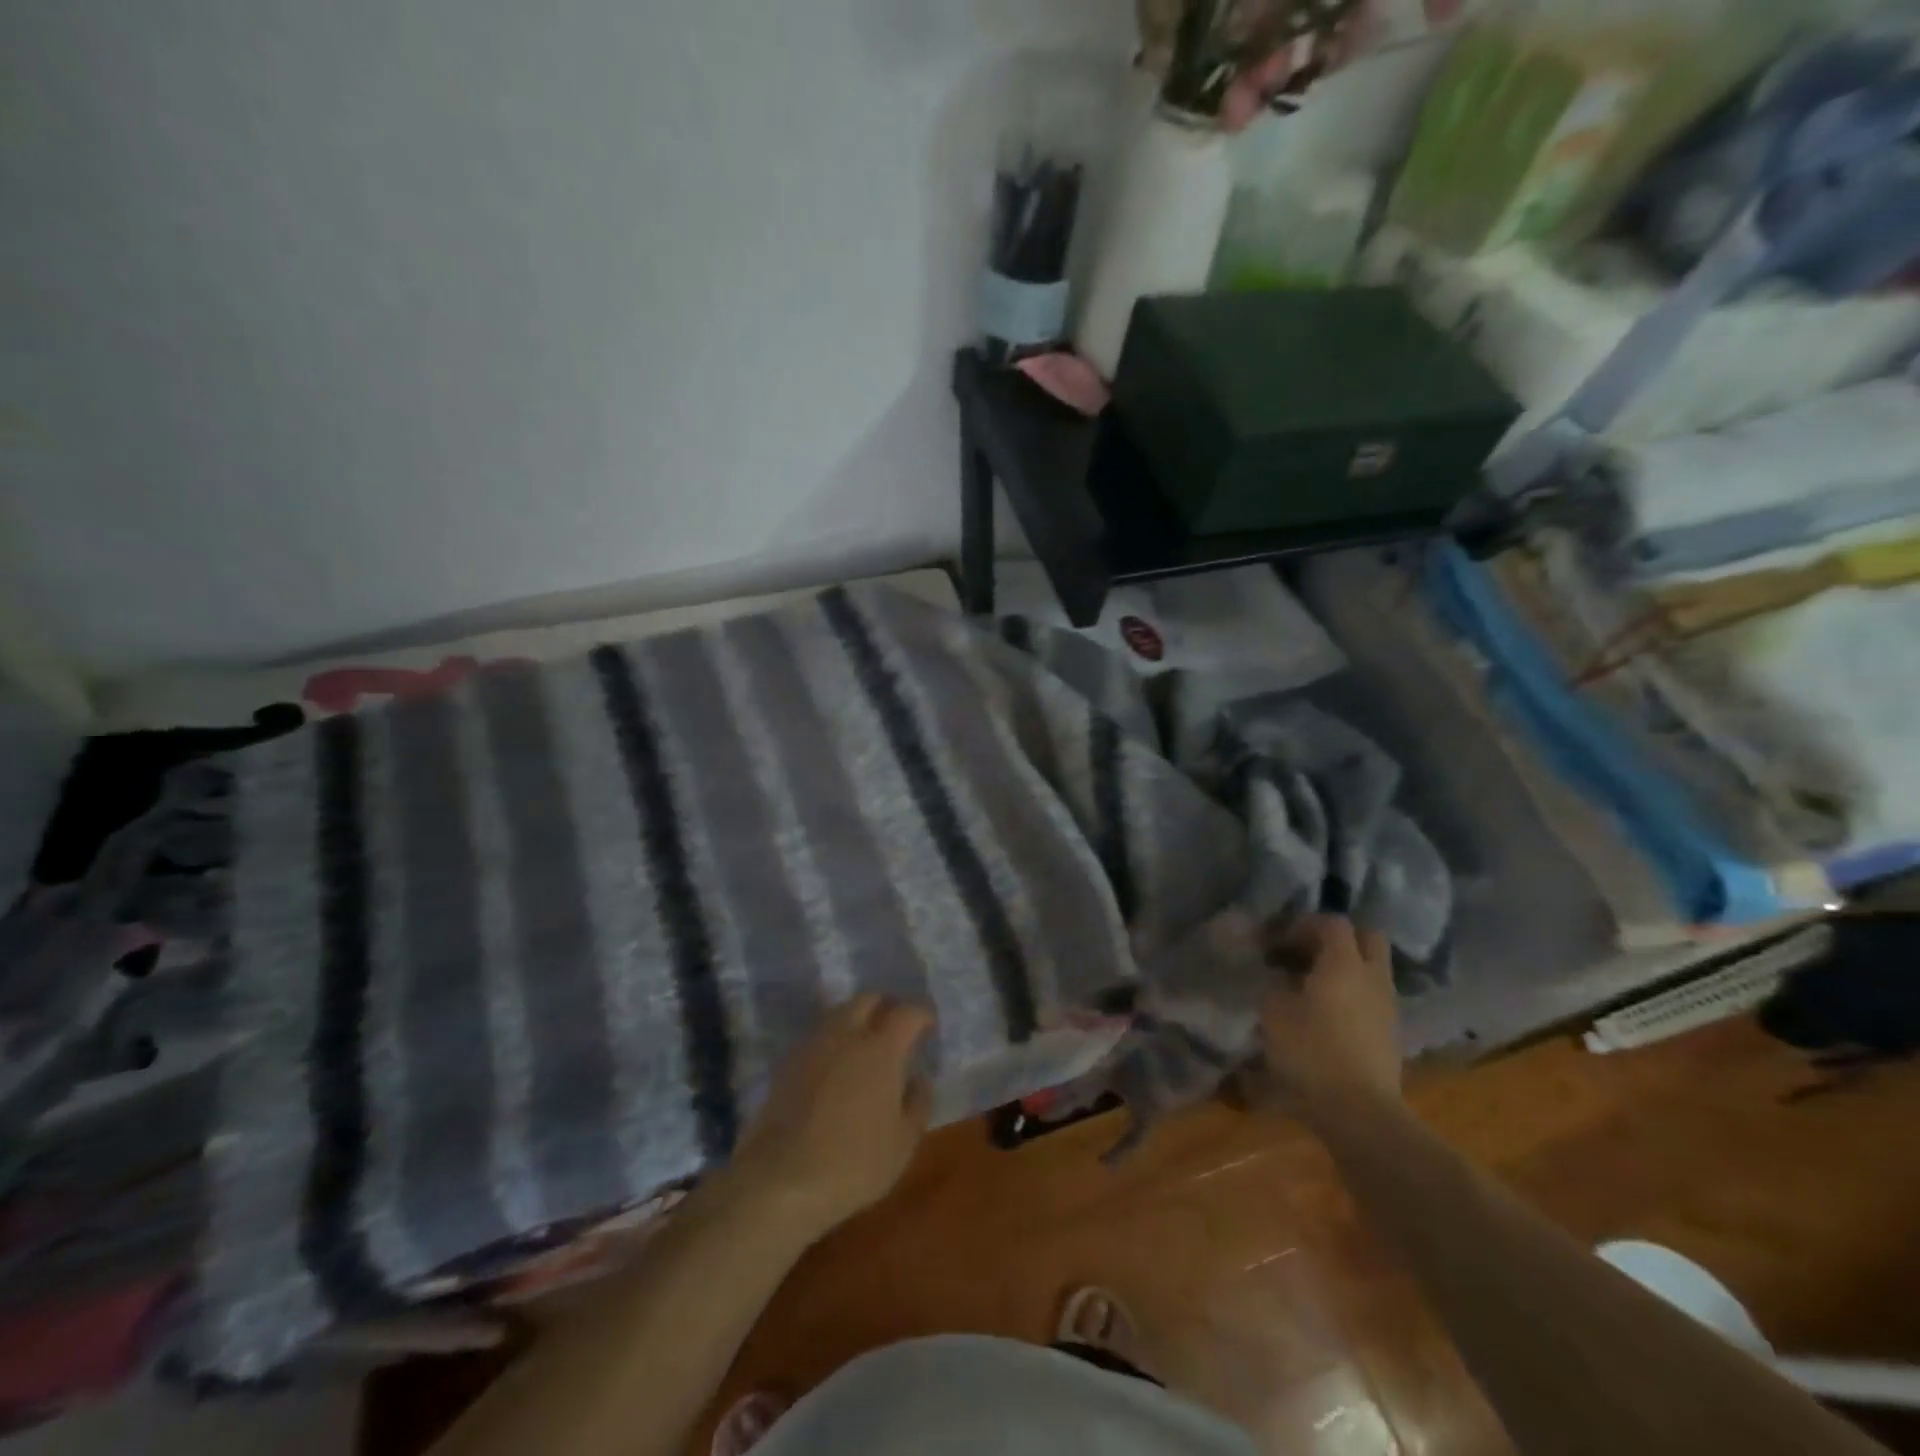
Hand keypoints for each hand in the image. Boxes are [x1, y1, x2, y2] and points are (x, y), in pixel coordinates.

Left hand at [726, 994, 934, 1243]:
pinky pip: (818, 1036)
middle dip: (887, 1006)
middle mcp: (847, 1034)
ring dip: (857, 1019)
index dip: (923, 1014)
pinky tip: (836, 1067)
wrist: (780, 1180)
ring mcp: (813, 1045)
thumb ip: (918, 1104)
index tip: (929, 1026)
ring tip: (866, 1045)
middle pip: (869, 999)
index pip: (908, 1011)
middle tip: (897, 1029)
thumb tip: (919, 1080)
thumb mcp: (903, 1143)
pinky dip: (833, 1040)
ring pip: (840, 1012)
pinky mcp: (788, 1062)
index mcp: (881, 1048)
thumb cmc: (853, 1163)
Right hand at [1260, 915, 1401, 1112]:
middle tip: (1306, 952)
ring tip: (1312, 984)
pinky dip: (1352, 993)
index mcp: (1344, 964)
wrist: (1359, 1112)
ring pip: (1372, 968)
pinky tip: (1326, 1013)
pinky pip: (1372, 996)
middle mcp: (1372, 977)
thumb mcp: (1275, 1012)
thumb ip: (1276, 983)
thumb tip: (1280, 974)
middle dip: (1337, 937)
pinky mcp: (1390, 1033)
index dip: (1303, 924)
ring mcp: (1387, 1006)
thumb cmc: (1310, 1053)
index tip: (1278, 941)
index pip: (1332, 923)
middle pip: (1367, 937)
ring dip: (1345, 966)